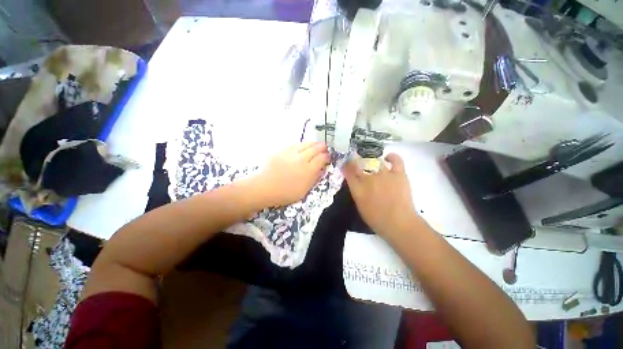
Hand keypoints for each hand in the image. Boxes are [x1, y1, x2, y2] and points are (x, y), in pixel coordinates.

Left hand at [254, 142, 329, 206]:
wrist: (265, 187)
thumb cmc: (285, 193)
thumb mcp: (304, 191)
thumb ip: (314, 178)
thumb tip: (322, 168)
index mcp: (308, 170)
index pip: (322, 158)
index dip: (327, 156)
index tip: (328, 157)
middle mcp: (301, 159)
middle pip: (315, 148)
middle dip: (322, 147)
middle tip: (325, 148)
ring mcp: (291, 153)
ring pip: (306, 144)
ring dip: (314, 144)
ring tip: (317, 144)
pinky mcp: (283, 151)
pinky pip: (296, 144)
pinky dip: (303, 144)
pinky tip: (304, 145)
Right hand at [342, 153, 419, 237]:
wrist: (399, 223)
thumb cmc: (376, 219)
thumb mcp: (360, 206)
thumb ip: (356, 192)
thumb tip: (356, 183)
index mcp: (358, 188)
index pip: (348, 171)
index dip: (346, 166)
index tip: (346, 164)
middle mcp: (368, 179)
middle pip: (359, 165)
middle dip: (355, 162)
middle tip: (357, 164)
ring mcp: (384, 175)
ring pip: (375, 162)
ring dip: (372, 163)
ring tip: (374, 166)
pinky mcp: (398, 174)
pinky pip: (396, 160)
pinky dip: (392, 157)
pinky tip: (388, 158)